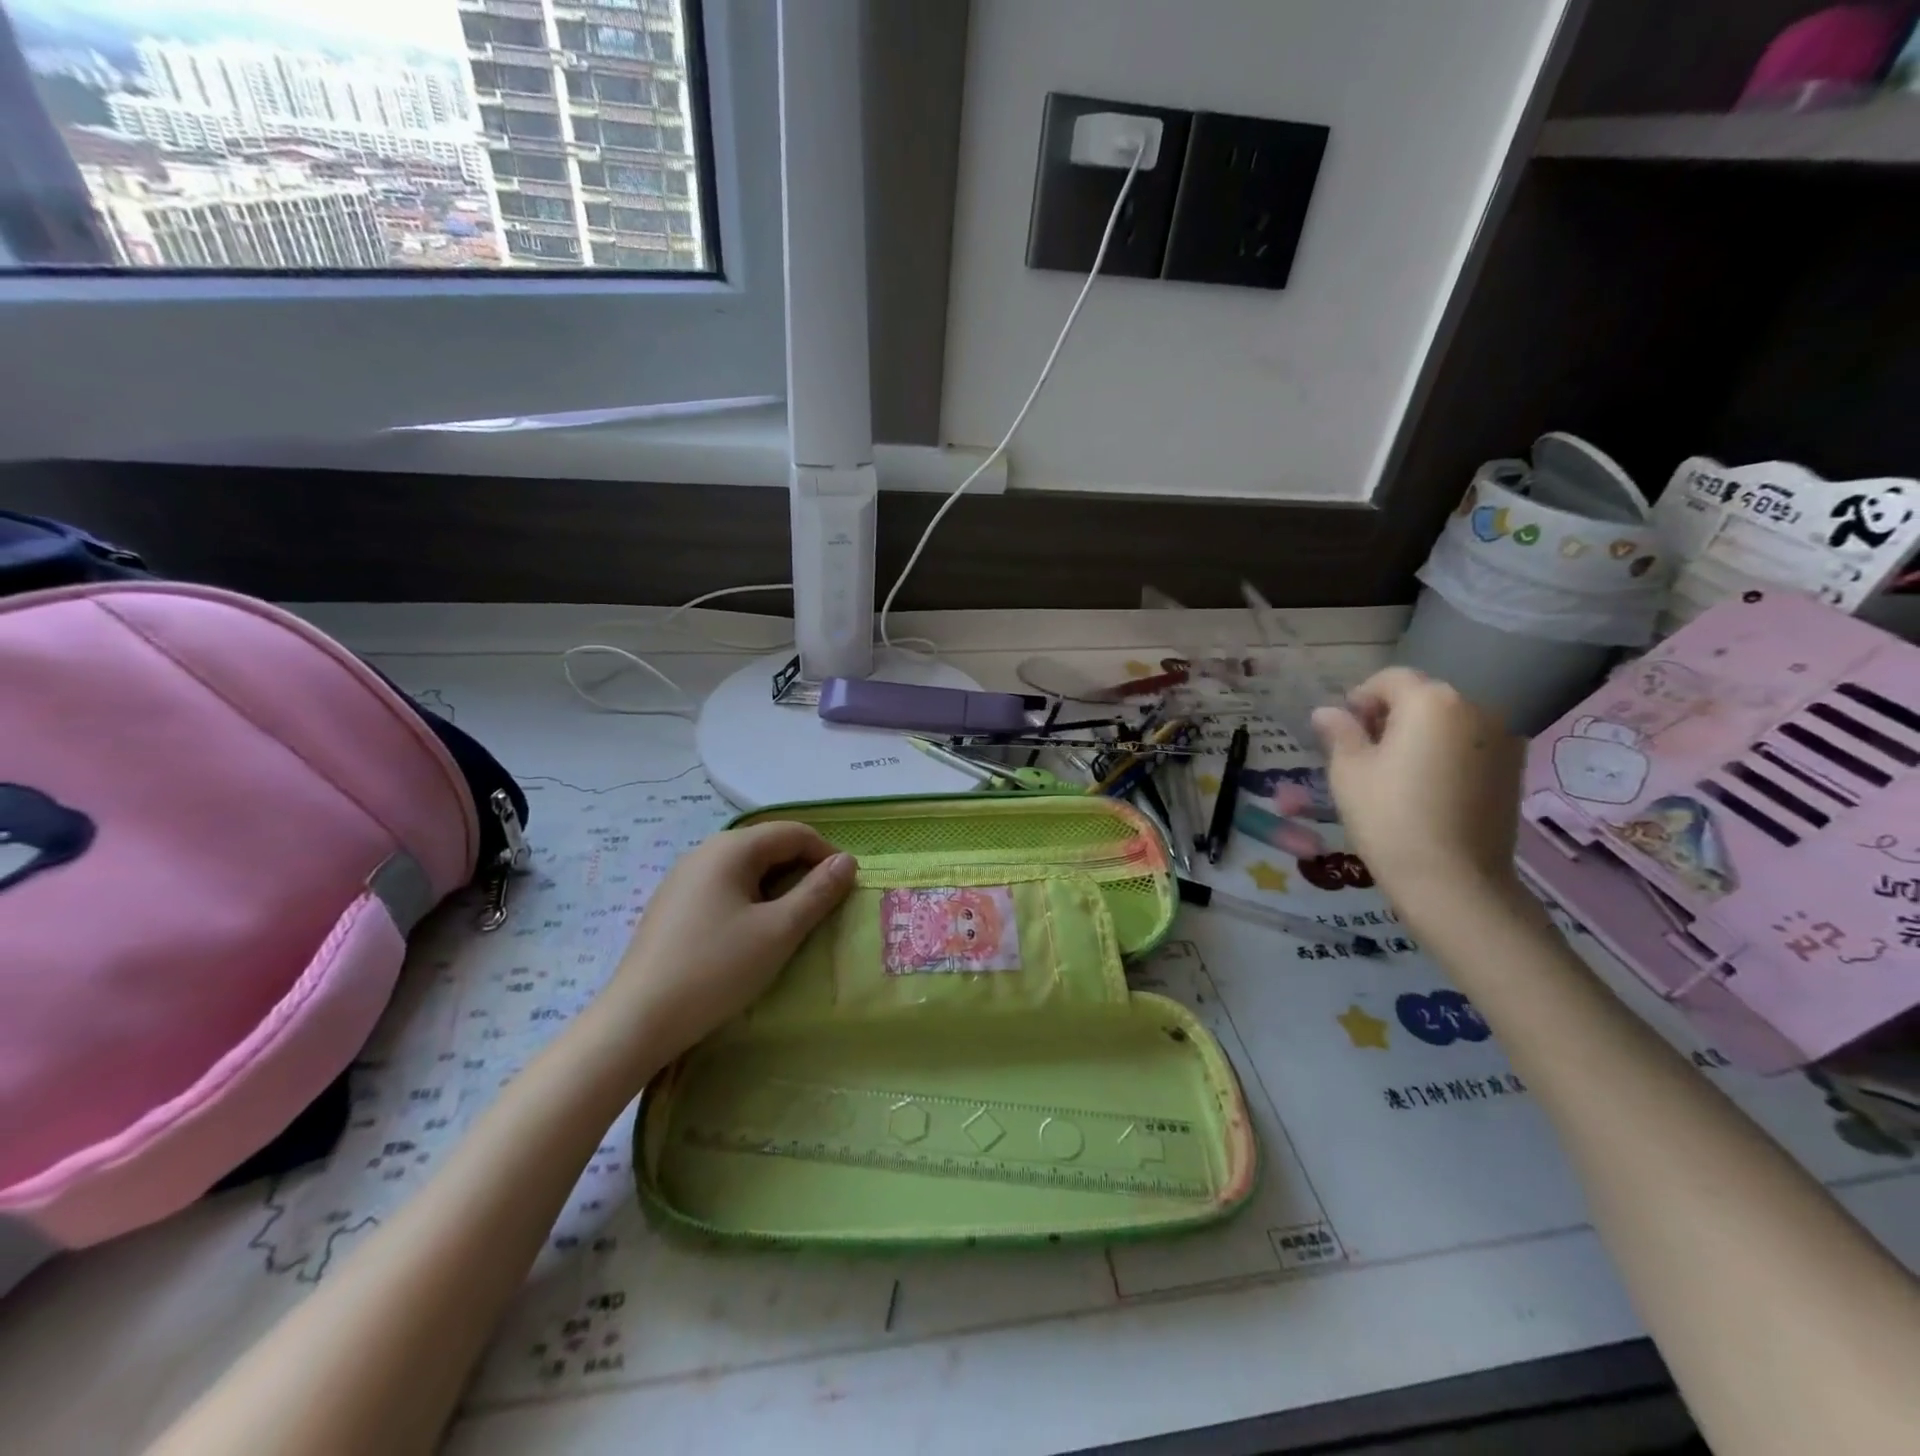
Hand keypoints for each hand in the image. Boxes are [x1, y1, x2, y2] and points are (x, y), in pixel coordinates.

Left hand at [583, 822, 855, 1078]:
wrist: (638, 1020)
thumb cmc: (716, 969)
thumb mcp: (779, 931)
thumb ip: (817, 892)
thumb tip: (847, 861)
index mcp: (731, 848)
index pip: (793, 832)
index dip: (826, 855)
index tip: (845, 889)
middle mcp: (705, 851)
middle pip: (768, 846)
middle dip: (802, 871)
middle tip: (821, 910)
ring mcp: (683, 878)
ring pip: (745, 868)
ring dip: (777, 887)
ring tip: (790, 925)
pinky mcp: (672, 905)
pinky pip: (723, 887)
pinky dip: (749, 900)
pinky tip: (749, 935)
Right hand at [1312, 667, 1527, 915]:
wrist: (1454, 881)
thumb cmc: (1389, 817)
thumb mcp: (1348, 771)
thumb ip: (1339, 732)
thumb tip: (1327, 712)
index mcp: (1431, 701)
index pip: (1390, 679)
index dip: (1361, 697)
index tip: (1344, 729)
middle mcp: (1474, 708)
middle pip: (1423, 697)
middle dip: (1391, 714)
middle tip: (1364, 751)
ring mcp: (1502, 739)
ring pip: (1448, 722)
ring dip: (1420, 734)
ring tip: (1395, 773)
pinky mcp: (1513, 769)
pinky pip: (1469, 745)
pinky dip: (1445, 754)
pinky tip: (1426, 788)